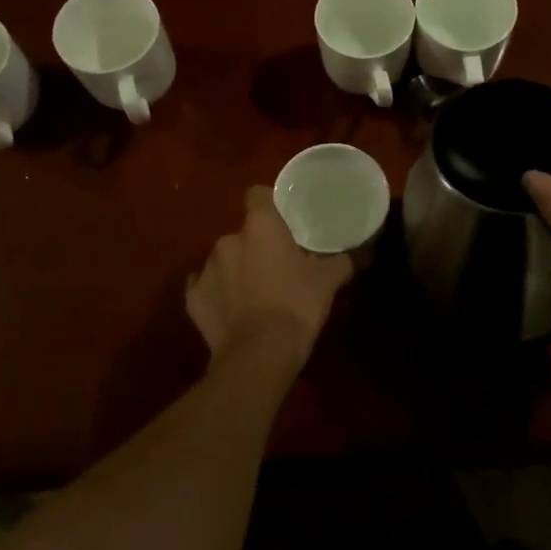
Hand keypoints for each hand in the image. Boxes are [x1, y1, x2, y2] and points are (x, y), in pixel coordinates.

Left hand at [186, 186, 352, 375]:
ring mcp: (205, 270)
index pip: (257, 195)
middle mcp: (227, 240)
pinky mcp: (193, 300)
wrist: (259, 355)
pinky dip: (218, 296)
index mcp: (259, 226)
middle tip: (278, 265)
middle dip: (257, 246)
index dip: (269, 203)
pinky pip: (205, 289)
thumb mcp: (328, 282)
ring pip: (224, 261)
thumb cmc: (296, 305)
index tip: (282, 219)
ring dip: (237, 270)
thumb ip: (341, 262)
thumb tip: (358, 254)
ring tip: (257, 293)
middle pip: (243, 233)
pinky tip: (234, 311)